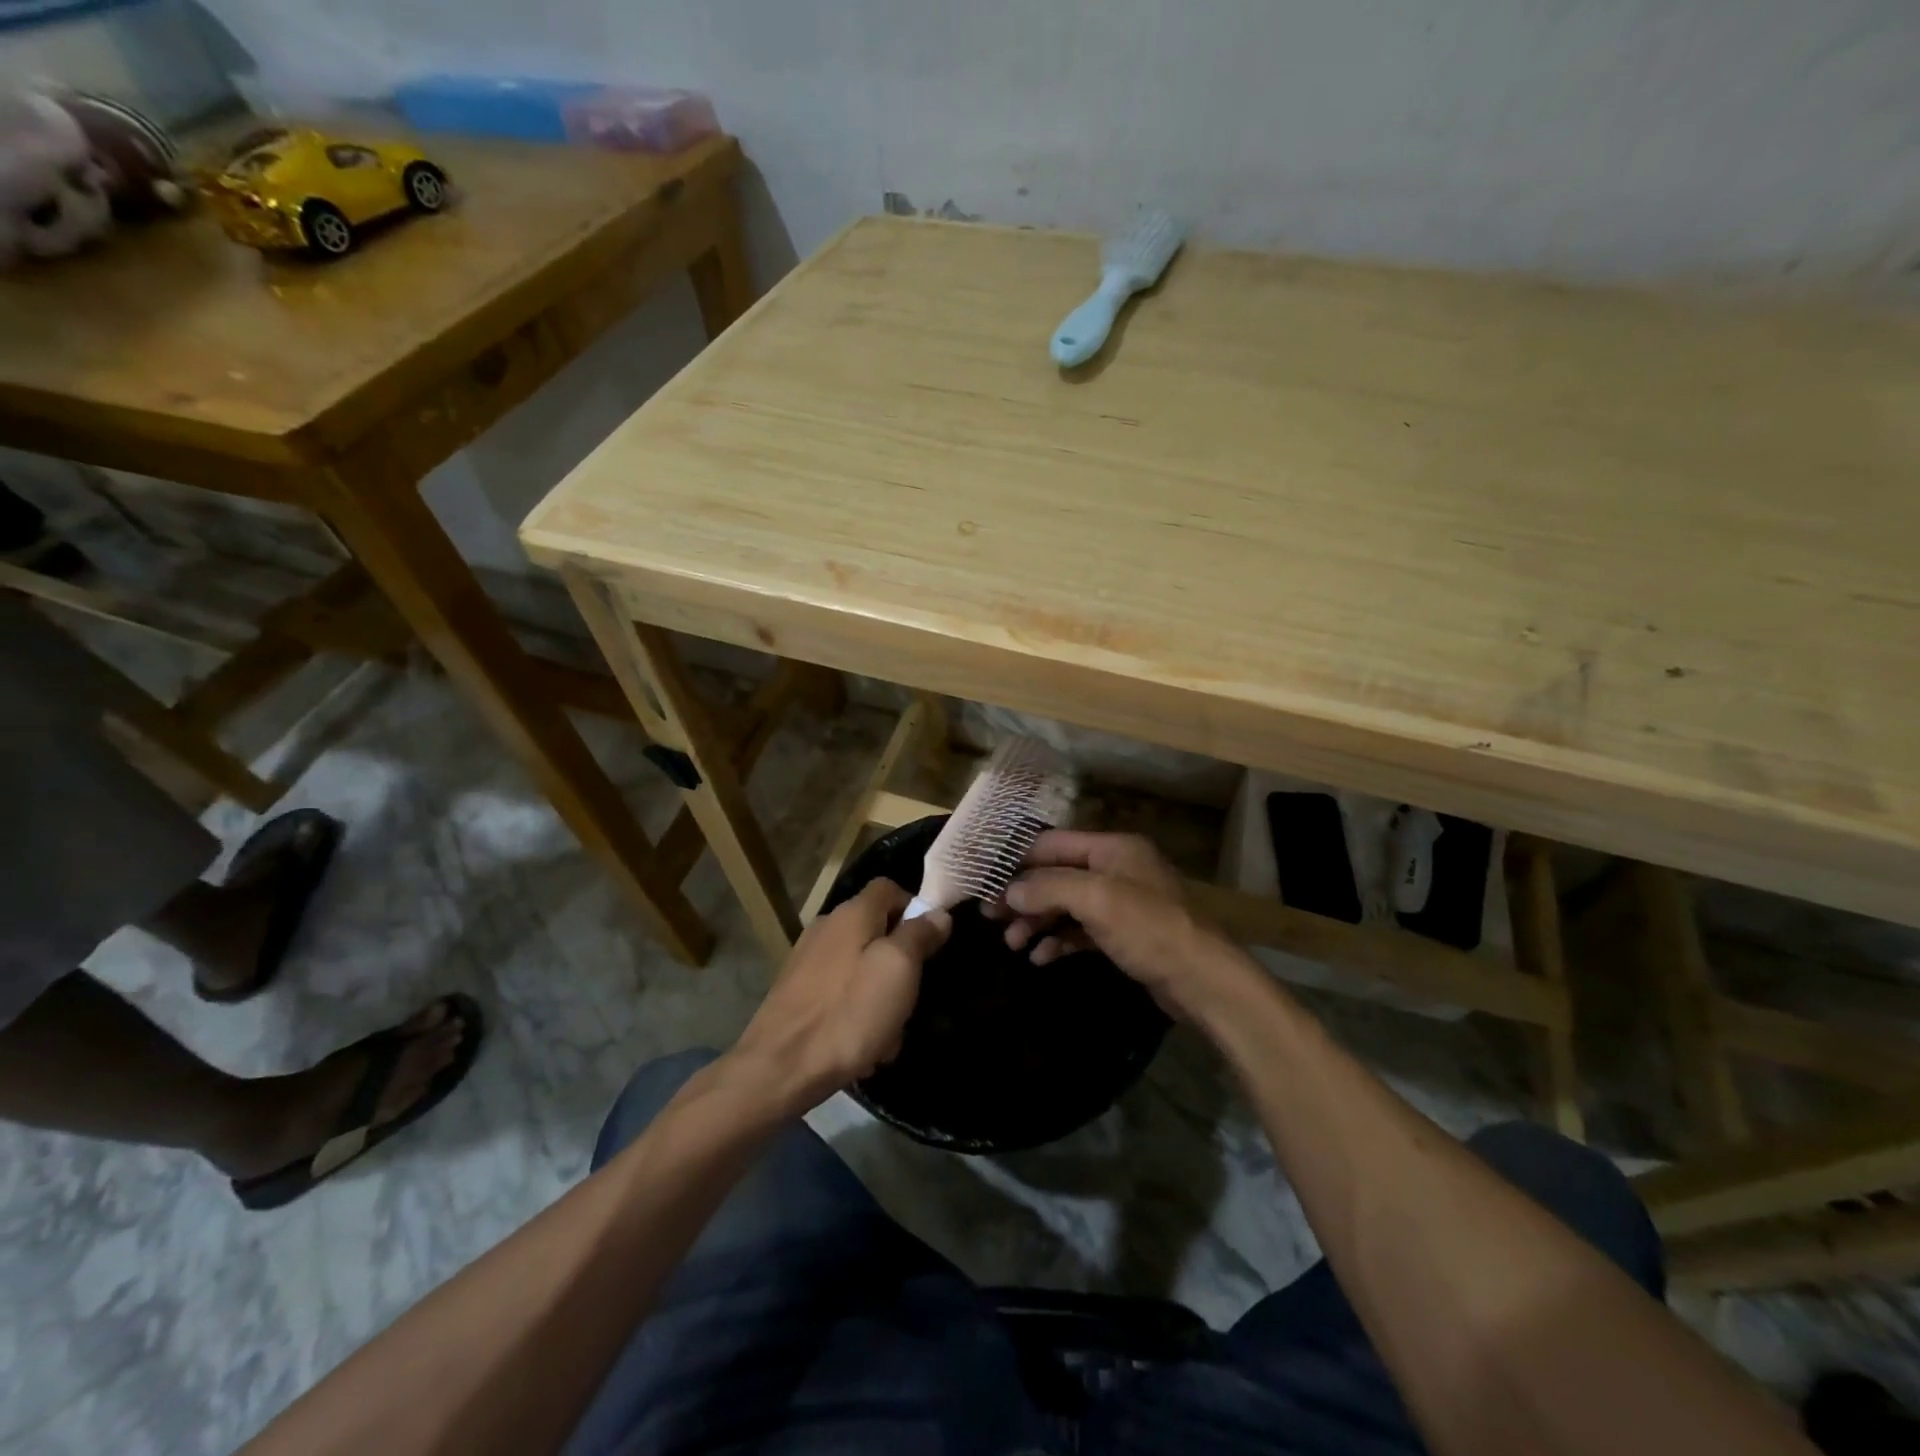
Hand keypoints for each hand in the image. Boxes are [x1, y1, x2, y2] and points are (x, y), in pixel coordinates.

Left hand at [726, 879, 950, 1116]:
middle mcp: (827, 926)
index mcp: (852, 913)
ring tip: (886, 1035)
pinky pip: (841, 991)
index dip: (914, 908)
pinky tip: (860, 1046)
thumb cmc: (848, 1013)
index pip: (889, 887)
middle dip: (900, 963)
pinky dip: (856, 1011)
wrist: (780, 1067)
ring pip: (861, 966)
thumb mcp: (898, 969)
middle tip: (910, 998)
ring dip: (880, 996)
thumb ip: (919, 935)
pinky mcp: (797, 991)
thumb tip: (937, 912)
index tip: (931, 943)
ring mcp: (808, 959)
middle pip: (877, 929)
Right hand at [990, 830, 1255, 1022]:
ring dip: (1037, 921)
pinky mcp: (1123, 935)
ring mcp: (1120, 903)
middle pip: (1057, 875)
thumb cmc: (1149, 928)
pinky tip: (1041, 957)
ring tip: (1013, 943)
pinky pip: (1081, 931)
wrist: (1204, 980)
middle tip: (990, 916)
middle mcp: (1115, 869)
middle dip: (1024, 895)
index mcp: (1112, 848)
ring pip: (1066, 905)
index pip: (1053, 844)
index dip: (1019, 860)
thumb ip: (1049, 887)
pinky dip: (1059, 940)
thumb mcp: (1096, 900)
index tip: (986, 878)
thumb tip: (1009, 889)